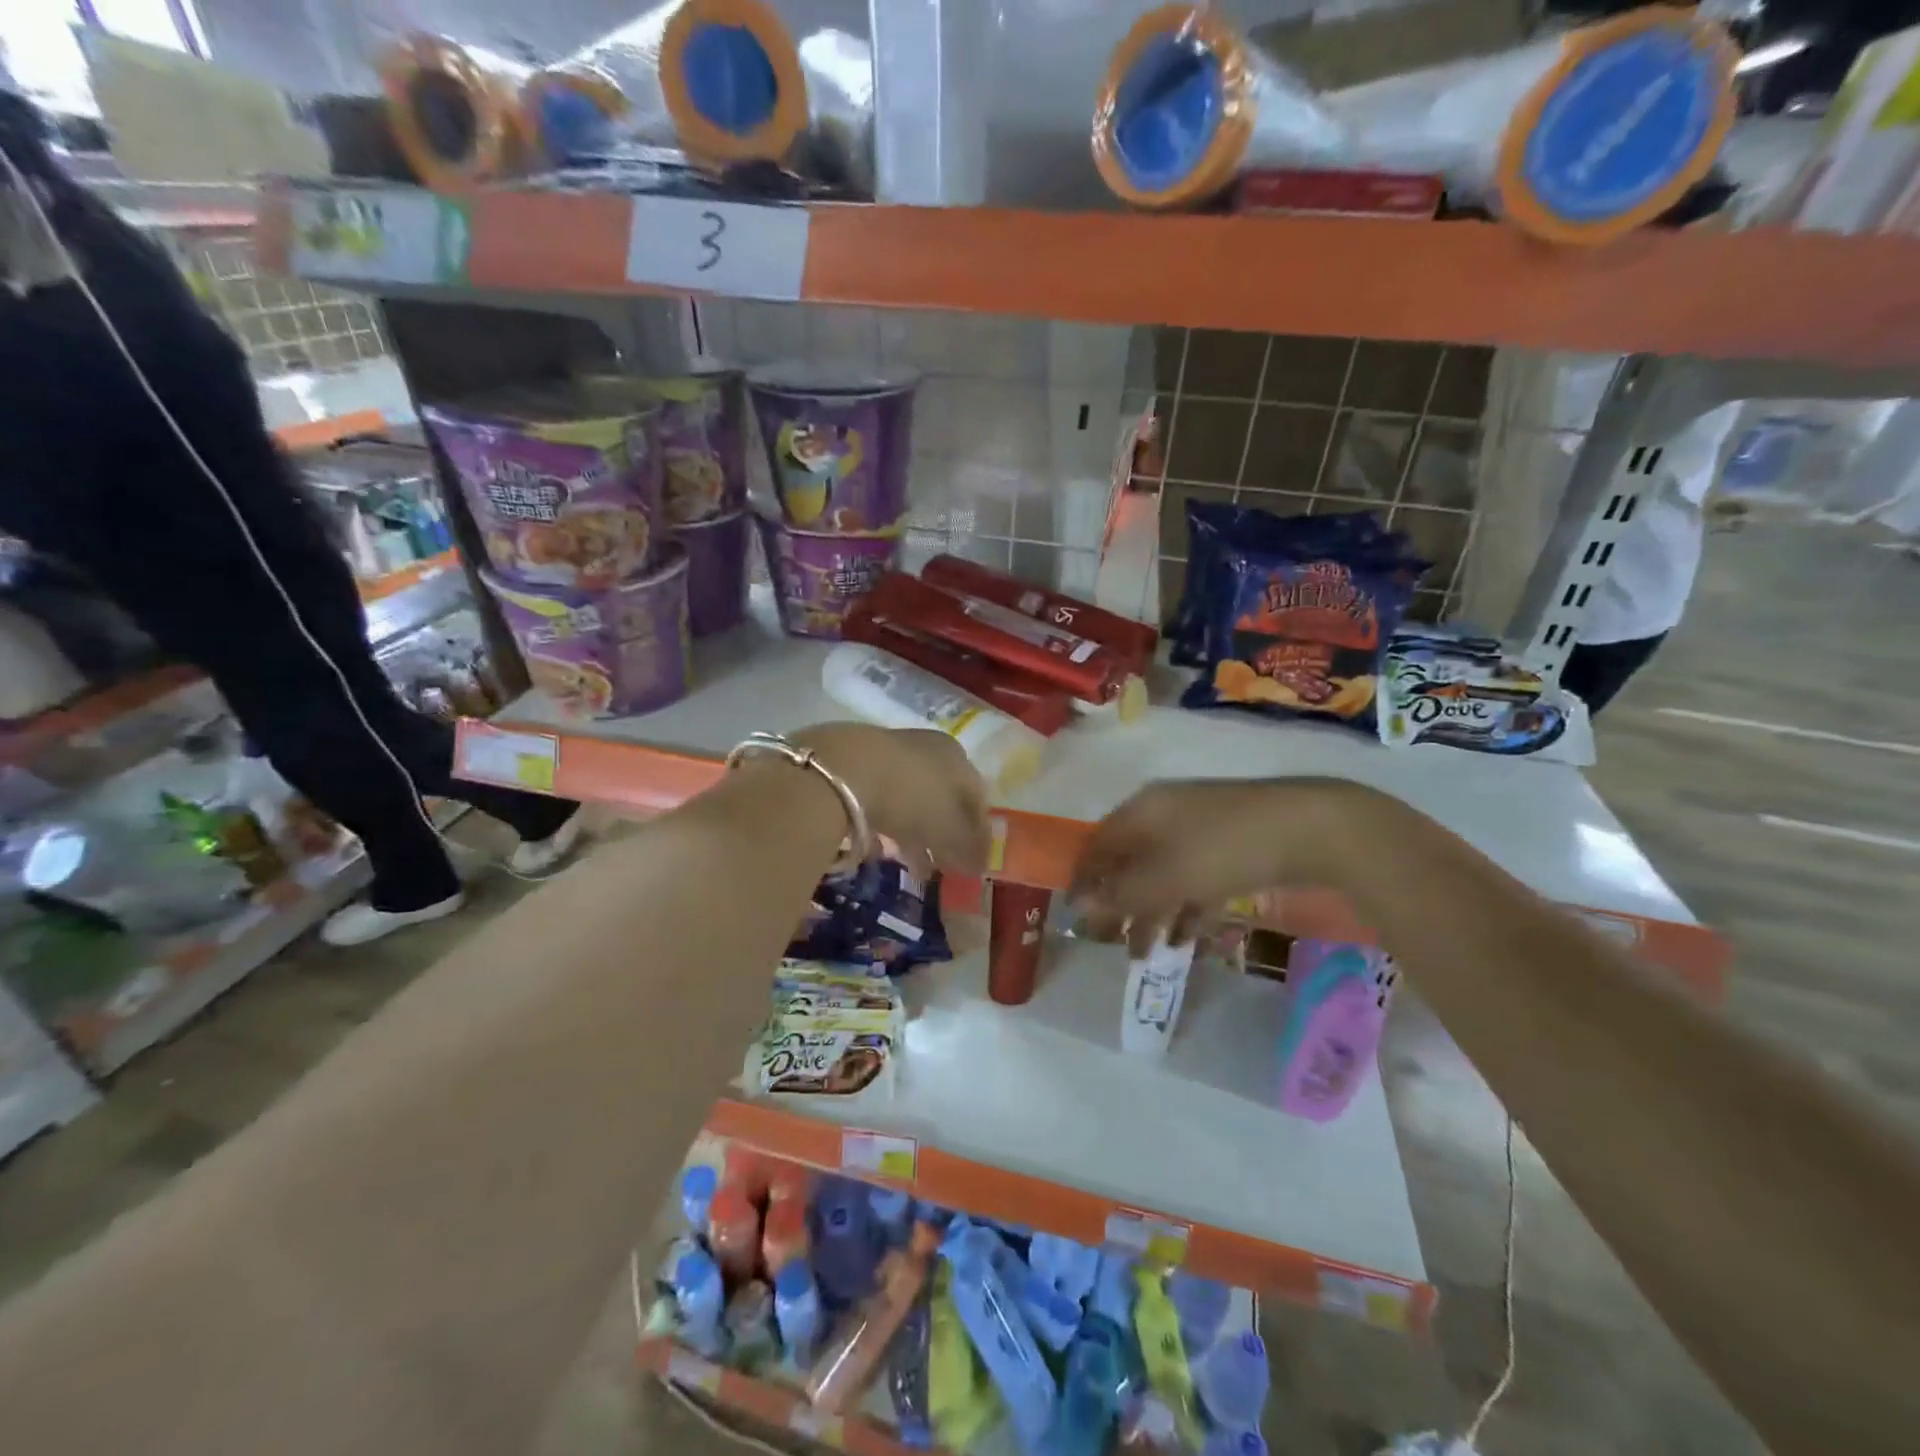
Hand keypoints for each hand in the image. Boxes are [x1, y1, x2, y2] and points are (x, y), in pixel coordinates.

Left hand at [791, 723, 991, 875]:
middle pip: (943, 799)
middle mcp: (928, 749)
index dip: (978, 834)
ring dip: (914, 834)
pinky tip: (877, 848)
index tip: (973, 863)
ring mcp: (890, 753)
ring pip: (910, 799)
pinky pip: (879, 800)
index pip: (977, 799)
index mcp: (958, 758)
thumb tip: (980, 866)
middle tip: (941, 866)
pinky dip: (884, 825)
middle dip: (944, 835)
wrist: (843, 768)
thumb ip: (968, 849)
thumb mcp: (949, 830)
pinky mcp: (856, 763)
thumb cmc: (911, 797)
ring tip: (910, 866)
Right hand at [1071, 778, 1387, 953]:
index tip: (1077, 917)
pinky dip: (1187, 908)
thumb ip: (1120, 894)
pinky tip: (1189, 939)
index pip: (1098, 845)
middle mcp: (1165, 815)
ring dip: (1153, 913)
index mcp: (1141, 812)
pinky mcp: (1231, 846)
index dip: (1084, 880)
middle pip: (1130, 863)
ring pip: (1163, 875)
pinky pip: (1196, 879)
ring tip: (1148, 954)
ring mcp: (1200, 829)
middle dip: (1120, 905)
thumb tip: (1079, 906)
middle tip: (1113, 943)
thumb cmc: (1222, 849)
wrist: (1309, 828)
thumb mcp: (1165, 876)